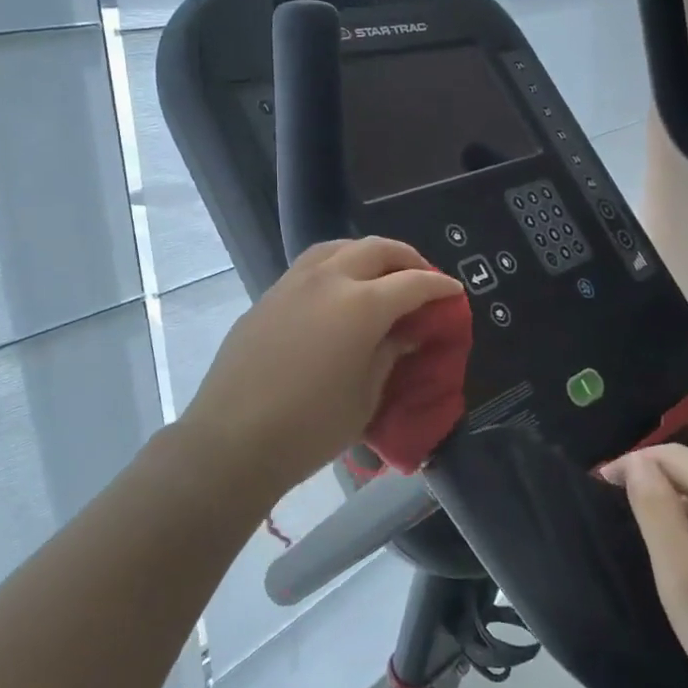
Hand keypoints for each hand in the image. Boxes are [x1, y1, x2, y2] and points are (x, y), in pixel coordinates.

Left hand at [180, 238, 464, 500]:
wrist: (233, 440)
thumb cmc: (311, 428)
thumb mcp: (366, 396)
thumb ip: (390, 354)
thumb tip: (406, 333)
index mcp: (361, 306)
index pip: (412, 284)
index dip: (439, 286)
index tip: (454, 292)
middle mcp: (327, 281)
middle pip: (376, 250)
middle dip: (406, 258)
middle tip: (422, 276)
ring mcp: (292, 284)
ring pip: (338, 248)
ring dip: (367, 254)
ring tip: (380, 273)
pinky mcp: (268, 297)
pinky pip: (310, 266)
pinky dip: (335, 266)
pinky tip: (338, 291)